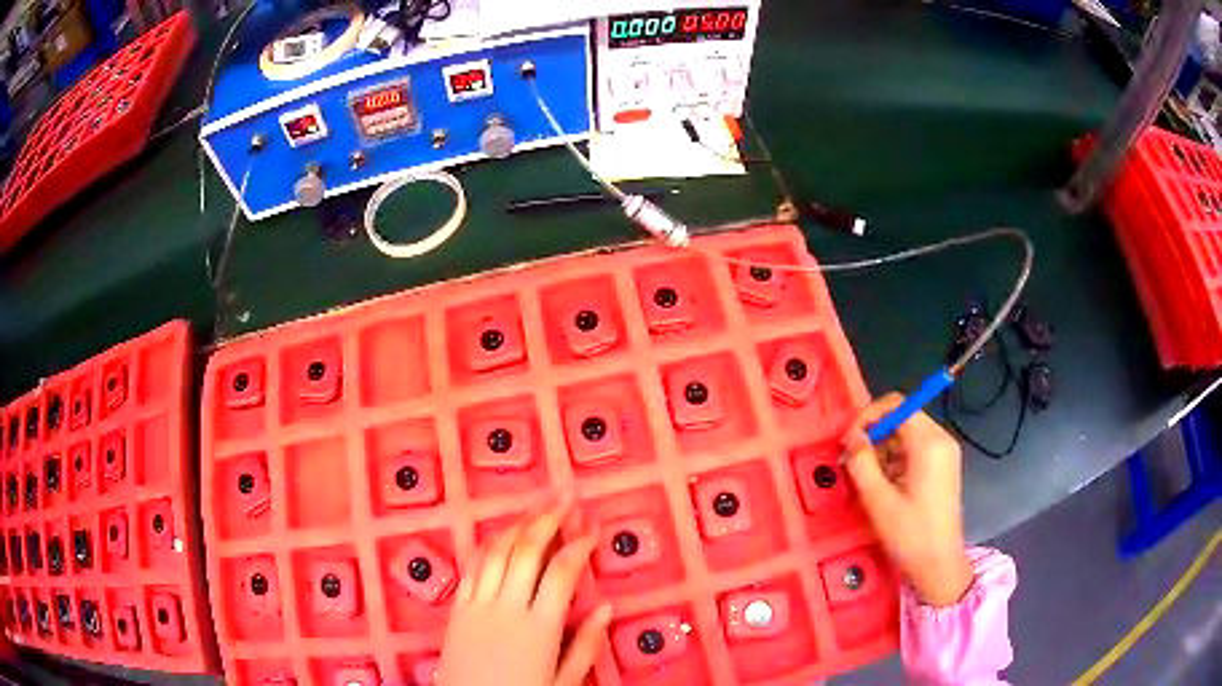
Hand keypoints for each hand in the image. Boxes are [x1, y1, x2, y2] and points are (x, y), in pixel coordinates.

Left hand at [436, 497, 612, 685]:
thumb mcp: (563, 682)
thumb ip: (585, 645)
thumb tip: (607, 608)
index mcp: (539, 627)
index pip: (562, 572)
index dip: (579, 544)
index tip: (593, 527)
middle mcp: (507, 607)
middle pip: (527, 550)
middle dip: (548, 518)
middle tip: (565, 496)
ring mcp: (477, 604)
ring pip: (497, 552)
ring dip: (518, 524)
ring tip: (536, 506)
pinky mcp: (457, 608)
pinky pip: (472, 566)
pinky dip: (488, 544)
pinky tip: (500, 535)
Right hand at [841, 393, 973, 606]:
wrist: (939, 566)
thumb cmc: (910, 535)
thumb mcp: (878, 500)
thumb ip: (861, 462)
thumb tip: (851, 438)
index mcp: (929, 442)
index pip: (896, 405)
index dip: (867, 417)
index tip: (847, 442)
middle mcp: (941, 440)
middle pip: (902, 418)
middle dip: (874, 435)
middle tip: (851, 462)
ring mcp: (945, 454)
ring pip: (907, 435)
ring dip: (883, 449)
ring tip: (865, 478)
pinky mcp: (943, 468)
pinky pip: (915, 450)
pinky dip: (896, 460)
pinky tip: (884, 485)